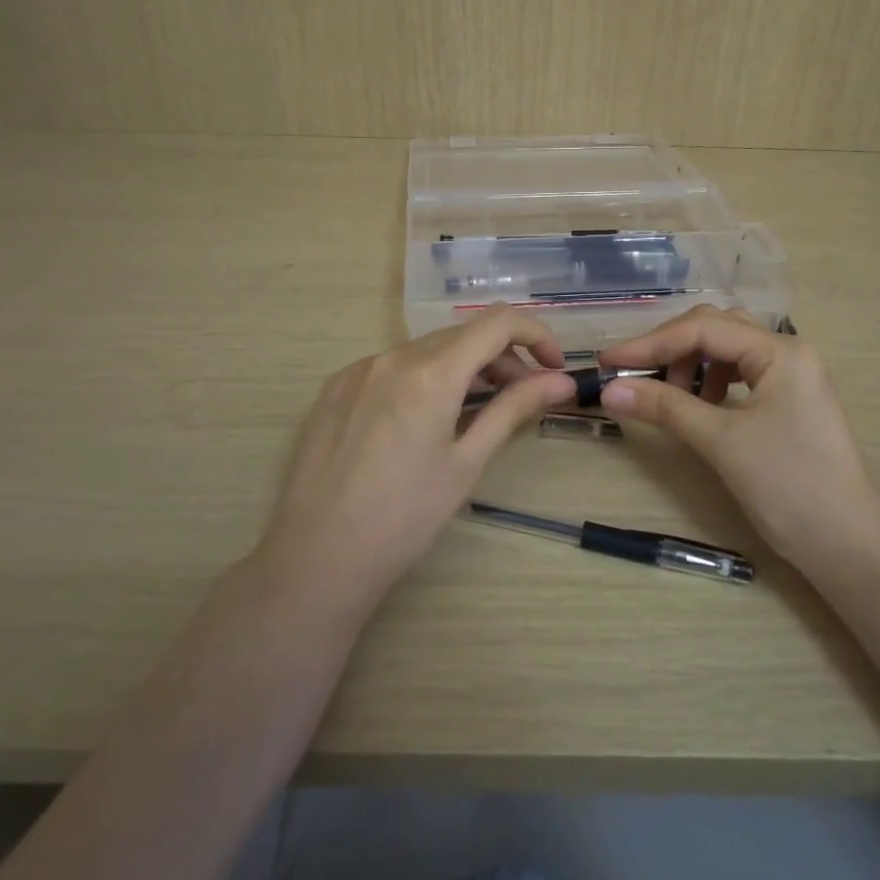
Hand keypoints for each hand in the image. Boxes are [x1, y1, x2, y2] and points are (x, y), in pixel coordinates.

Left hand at [257, 307, 575, 621]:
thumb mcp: (466, 463)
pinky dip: (422, 378)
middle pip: (462, 336)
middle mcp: (392, 356)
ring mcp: (358, 369)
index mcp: (430, 372)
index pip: (498, 323)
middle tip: (520, 398)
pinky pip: (392, 366)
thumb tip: (562, 382)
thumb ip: (513, 410)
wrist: (317, 556)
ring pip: (426, 350)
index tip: (553, 368)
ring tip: (474, 410)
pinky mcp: (335, 386)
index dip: (536, 336)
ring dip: (462, 368)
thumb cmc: (404, 517)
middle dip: (502, 358)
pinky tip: (421, 421)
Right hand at [597, 307, 879, 569]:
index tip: (608, 361)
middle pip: (715, 329)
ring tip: (671, 396)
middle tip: (634, 376)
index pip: (702, 329)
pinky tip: (700, 406)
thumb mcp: (721, 442)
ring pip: (727, 350)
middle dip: (670, 349)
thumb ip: (664, 407)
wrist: (848, 546)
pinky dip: (710, 382)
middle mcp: (788, 351)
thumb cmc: (788, 486)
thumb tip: (609, 389)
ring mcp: (792, 375)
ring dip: (690, 364)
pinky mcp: (789, 400)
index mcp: (780, 351)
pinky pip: (740, 373)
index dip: (650, 343)